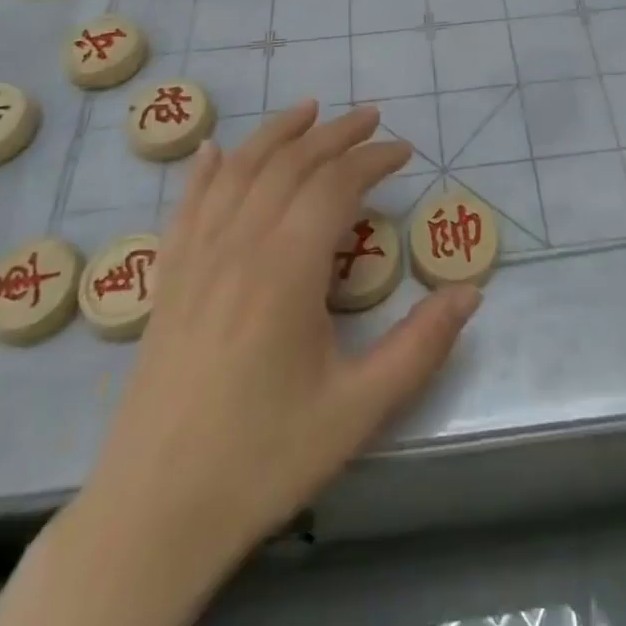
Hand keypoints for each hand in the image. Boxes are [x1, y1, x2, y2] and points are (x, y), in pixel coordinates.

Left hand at [45, 103, 481, 625]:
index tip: (404, 151)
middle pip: (291, 164)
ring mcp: (196, 258)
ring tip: (309, 110)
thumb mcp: (357, 410)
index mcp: (286, 268)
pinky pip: (187, 205)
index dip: (373, 159)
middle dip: (336, 134)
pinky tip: (214, 150)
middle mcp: (239, 245)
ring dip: (278, 133)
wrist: (154, 515)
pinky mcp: (168, 279)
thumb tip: (471, 292)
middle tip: (372, 118)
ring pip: (239, 170)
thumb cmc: (263, 459)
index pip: (336, 185)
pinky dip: (206, 169)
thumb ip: (420, 347)